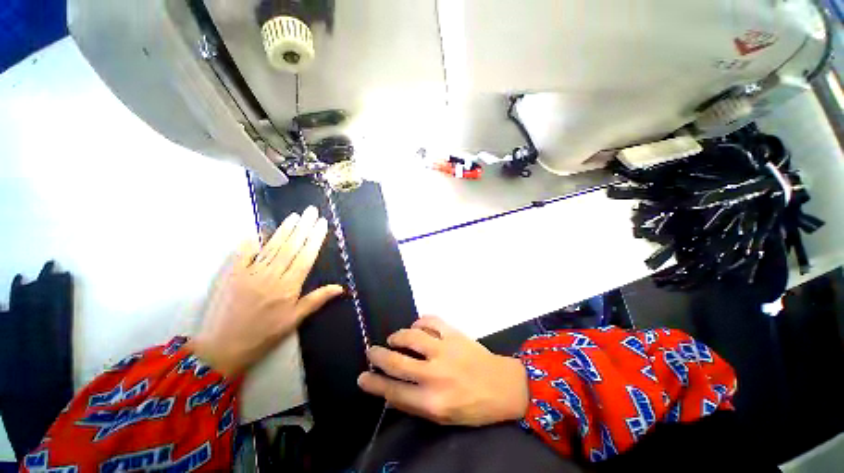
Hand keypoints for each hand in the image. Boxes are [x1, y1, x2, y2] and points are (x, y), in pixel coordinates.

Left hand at [189, 206, 343, 376]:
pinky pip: (244, 253)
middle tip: (311, 211)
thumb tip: (340, 288)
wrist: (224, 346)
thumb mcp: (295, 320)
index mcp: (289, 287)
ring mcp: (250, 273)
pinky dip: (252, 241)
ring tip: (295, 216)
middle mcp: (271, 276)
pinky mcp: (233, 274)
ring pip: (272, 246)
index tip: (322, 224)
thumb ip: (317, 300)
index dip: (315, 239)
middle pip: (291, 247)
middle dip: (303, 227)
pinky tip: (260, 230)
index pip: (306, 256)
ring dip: (284, 229)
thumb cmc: (265, 334)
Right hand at [357, 316, 528, 426]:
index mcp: (431, 401)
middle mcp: (434, 374)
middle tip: (371, 351)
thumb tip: (391, 391)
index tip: (362, 377)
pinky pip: (431, 321)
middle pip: (397, 362)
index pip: (393, 391)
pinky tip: (417, 326)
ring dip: (398, 336)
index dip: (373, 383)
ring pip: (411, 337)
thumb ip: (416, 404)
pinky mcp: (454, 334)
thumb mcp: (443, 416)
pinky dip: (420, 322)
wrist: (503, 386)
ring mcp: (445, 350)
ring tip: (394, 338)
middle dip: (378, 355)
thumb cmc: (473, 407)